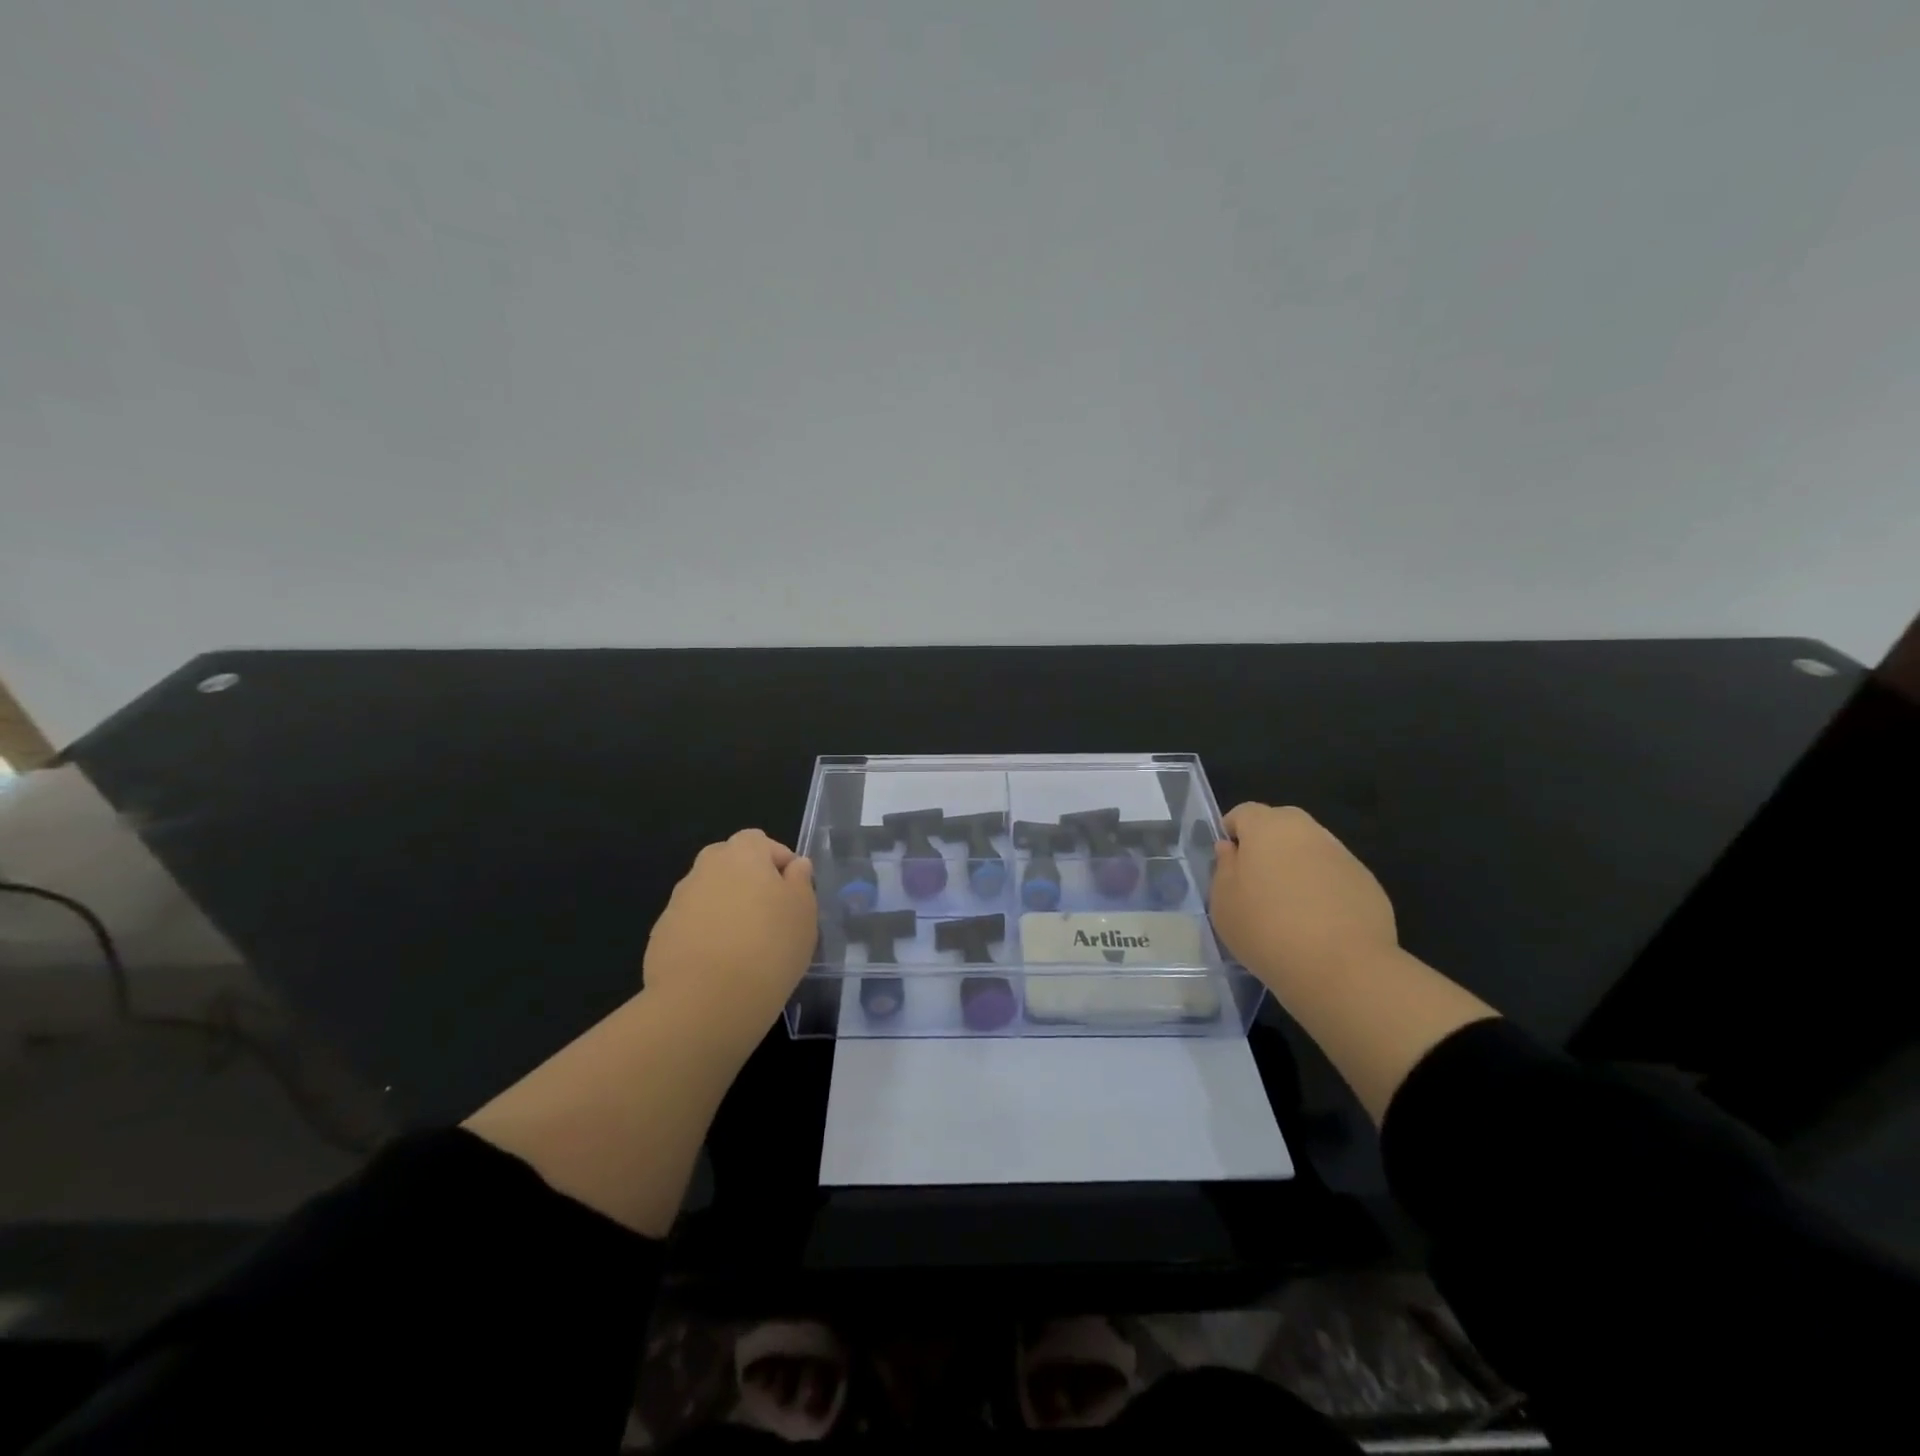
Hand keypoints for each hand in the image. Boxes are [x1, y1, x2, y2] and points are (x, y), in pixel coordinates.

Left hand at [643, 829, 817, 1044]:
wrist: (707, 1001)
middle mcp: (705, 868)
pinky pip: (691, 924)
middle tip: (768, 914)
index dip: (779, 861)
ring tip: (744, 945)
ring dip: (725, 908)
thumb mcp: (804, 912)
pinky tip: (720, 965)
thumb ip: (800, 881)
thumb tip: (794, 866)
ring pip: (708, 894)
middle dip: (747, 880)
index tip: (793, 892)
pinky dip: (705, 935)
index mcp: (742, 854)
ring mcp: (678, 901)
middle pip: (729, 862)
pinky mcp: (661, 934)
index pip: (760, 841)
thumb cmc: (770, 946)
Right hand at [1210, 804, 1398, 989]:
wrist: (1342, 968)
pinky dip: (1323, 890)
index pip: (1244, 812)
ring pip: (1310, 851)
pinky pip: (1334, 877)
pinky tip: (1319, 925)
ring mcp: (1343, 855)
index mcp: (1268, 827)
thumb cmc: (1267, 930)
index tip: (1228, 864)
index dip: (1232, 833)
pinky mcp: (1368, 883)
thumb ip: (1224, 868)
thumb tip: (1231, 850)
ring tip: (1289, 909)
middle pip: (1280, 825)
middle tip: (1256, 885)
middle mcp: (1308, 831)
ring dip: (1296, 868)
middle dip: (1266, 846)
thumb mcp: (1223, 903)